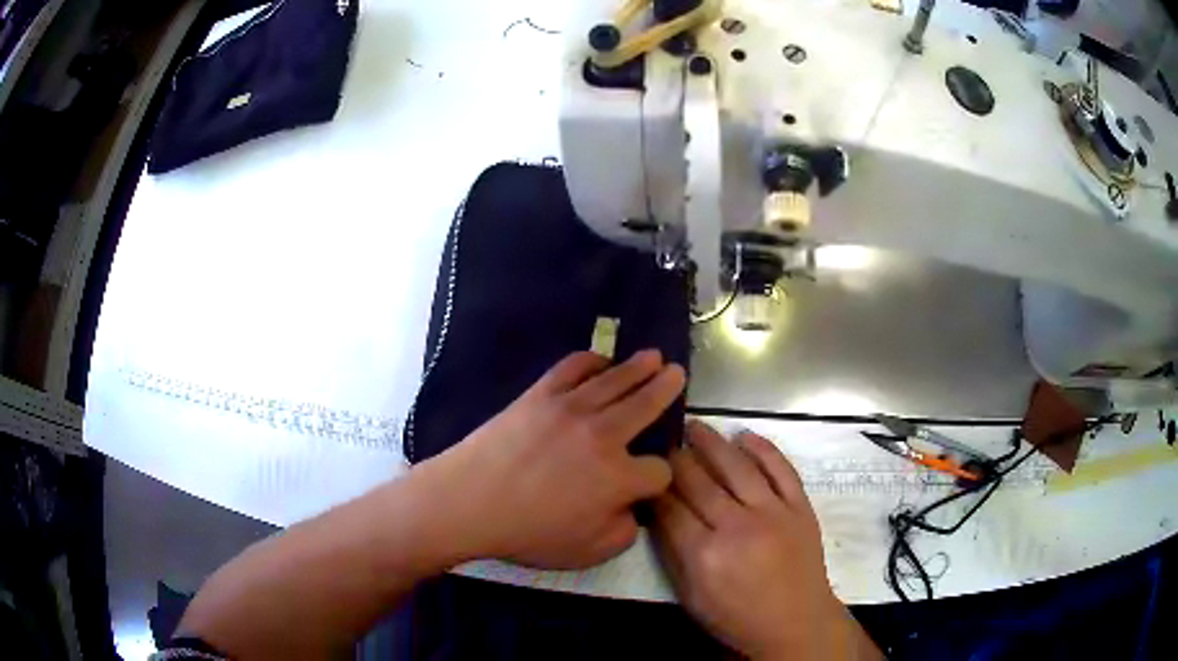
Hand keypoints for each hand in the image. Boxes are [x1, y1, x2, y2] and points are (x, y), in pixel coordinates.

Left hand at [428, 350, 684, 568]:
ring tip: (654, 356)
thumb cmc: (528, 533)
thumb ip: (624, 532)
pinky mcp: (542, 394)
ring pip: (617, 380)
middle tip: (678, 373)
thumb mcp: (587, 552)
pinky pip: (573, 367)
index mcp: (619, 478)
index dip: (660, 476)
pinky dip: (591, 360)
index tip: (652, 479)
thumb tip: (634, 510)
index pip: (659, 470)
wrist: (470, 502)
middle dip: (667, 389)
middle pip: (647, 404)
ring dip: (639, 367)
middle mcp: (604, 436)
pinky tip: (601, 360)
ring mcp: (572, 408)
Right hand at [653, 421, 877, 659]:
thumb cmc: (737, 617)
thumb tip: (657, 515)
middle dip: (676, 459)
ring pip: (737, 467)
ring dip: (713, 443)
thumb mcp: (692, 597)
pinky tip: (745, 435)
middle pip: (700, 482)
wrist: (795, 623)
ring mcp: (774, 513)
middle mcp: (738, 527)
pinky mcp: (800, 507)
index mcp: (705, 555)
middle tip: (664, 441)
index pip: (671, 508)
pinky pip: (782, 469)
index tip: (644, 470)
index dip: (655, 486)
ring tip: (695, 426)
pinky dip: (763, 448)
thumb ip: (673, 555)